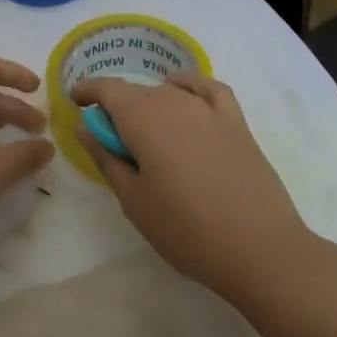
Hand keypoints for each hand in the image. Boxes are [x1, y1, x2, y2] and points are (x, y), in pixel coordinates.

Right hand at [70, 72, 316, 301]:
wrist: (260, 250)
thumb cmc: (186, 230)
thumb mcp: (133, 200)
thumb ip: (106, 158)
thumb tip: (84, 127)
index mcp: (143, 119)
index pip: (108, 89)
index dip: (88, 91)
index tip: (76, 102)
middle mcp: (175, 102)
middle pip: (137, 93)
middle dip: (118, 108)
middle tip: (112, 142)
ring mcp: (209, 110)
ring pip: (168, 92)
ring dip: (150, 104)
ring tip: (147, 135)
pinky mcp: (237, 122)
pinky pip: (208, 89)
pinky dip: (190, 86)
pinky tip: (184, 100)